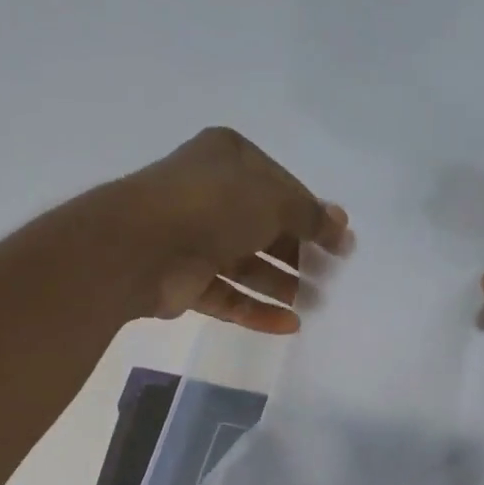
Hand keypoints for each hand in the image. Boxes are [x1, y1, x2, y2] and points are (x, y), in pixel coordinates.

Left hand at [105, 126, 351, 332]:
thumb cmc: (213, 207)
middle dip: (299, 254)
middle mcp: (211, 195)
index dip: (313, 216)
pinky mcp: (186, 281)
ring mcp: (195, 239)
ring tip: (316, 305)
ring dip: (282, 285)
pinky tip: (289, 325)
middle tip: (330, 279)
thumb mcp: (274, 200)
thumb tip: (341, 225)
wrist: (141, 247)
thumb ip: (310, 214)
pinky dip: (256, 310)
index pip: (282, 188)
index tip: (342, 245)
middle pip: (265, 228)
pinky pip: (228, 296)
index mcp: (229, 159)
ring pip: (246, 265)